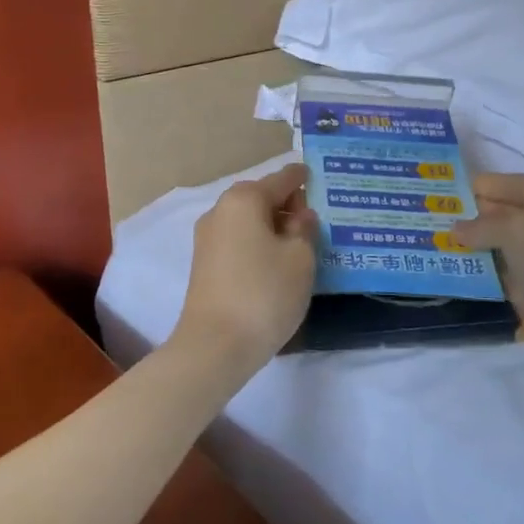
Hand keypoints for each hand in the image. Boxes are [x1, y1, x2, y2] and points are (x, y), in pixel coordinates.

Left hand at [172, 164, 318, 375]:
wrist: (214, 345)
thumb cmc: (264, 293)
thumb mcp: (300, 259)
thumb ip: (305, 229)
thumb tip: (299, 216)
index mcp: (244, 199)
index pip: (281, 179)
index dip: (303, 178)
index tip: (319, 177)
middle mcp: (220, 210)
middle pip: (261, 197)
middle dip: (288, 204)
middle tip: (318, 218)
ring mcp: (208, 238)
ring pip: (249, 220)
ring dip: (274, 226)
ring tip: (302, 242)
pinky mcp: (204, 264)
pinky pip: (239, 240)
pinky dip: (259, 243)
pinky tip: (278, 261)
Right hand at [453, 174, 523, 378]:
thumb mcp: (518, 228)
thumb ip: (483, 223)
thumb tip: (457, 230)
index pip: (517, 184)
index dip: (483, 187)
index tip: (445, 190)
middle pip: (512, 215)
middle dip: (476, 216)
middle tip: (435, 216)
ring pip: (509, 247)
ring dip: (478, 247)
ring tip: (438, 241)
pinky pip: (510, 277)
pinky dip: (488, 274)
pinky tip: (457, 271)